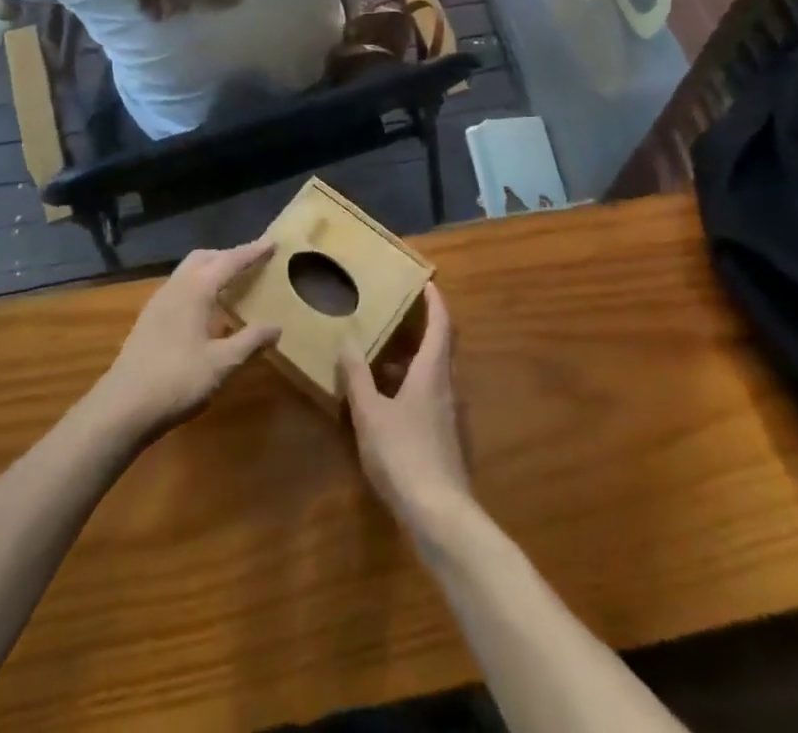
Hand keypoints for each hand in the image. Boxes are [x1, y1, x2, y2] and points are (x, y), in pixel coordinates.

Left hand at [91, 241, 279, 440]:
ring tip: (231, 282)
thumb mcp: (222, 364)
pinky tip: (205, 309)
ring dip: (211, 269)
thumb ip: (250, 341)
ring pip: (188, 271)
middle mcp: (175, 287)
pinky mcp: (149, 319)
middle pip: (205, 257)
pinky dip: (198, 285)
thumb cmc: (176, 381)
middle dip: (229, 255)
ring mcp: (158, 302)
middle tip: (252, 262)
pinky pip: (179, 287)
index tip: (272, 243)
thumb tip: (276, 326)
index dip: (252, 252)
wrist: (120, 408)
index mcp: (196, 290)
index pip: (230, 261)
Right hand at [340, 284, 471, 542]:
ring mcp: (450, 414)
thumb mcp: (370, 413)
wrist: (440, 514)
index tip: (426, 282)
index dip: (435, 301)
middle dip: (422, 328)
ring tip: (381, 358)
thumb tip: (347, 340)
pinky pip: (431, 396)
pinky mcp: (447, 437)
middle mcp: (448, 386)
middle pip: (441, 346)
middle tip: (396, 315)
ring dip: (412, 360)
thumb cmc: (403, 454)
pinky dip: (413, 386)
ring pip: (434, 374)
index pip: (441, 324)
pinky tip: (389, 401)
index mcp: (433, 371)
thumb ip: (357, 377)